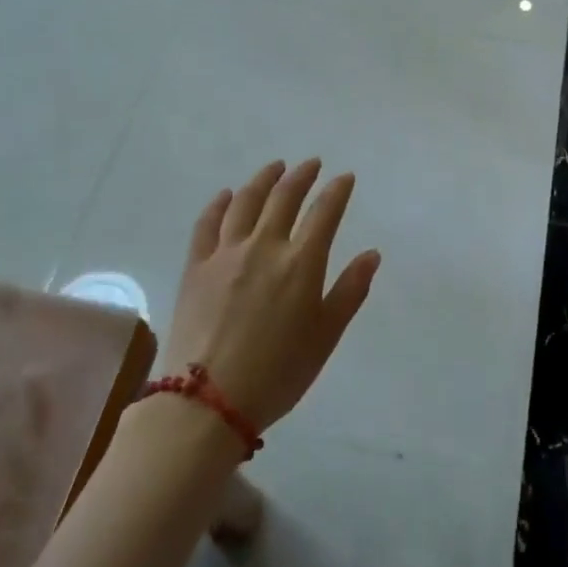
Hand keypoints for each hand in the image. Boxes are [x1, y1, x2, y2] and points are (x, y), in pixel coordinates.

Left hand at [160, 160, 379, 432]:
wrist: (206, 402)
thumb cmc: (278, 373)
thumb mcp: (326, 336)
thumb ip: (350, 291)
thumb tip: (371, 254)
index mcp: (301, 263)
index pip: (325, 212)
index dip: (337, 191)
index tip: (345, 178)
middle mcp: (265, 246)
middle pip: (285, 197)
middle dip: (302, 176)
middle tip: (311, 164)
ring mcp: (226, 253)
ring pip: (246, 202)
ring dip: (263, 179)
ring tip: (274, 168)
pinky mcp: (196, 266)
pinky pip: (207, 224)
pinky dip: (219, 204)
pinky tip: (226, 195)